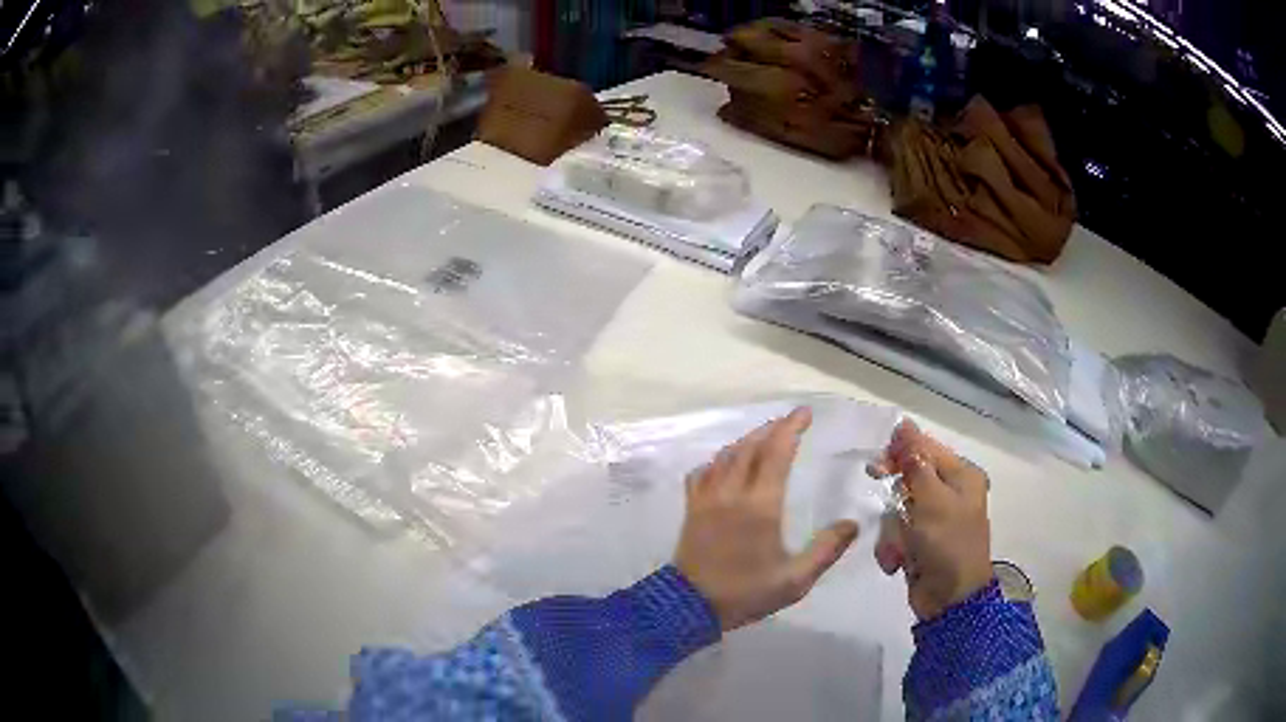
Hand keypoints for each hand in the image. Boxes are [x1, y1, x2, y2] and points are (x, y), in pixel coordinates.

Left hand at [674, 407, 859, 631]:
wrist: (689, 606)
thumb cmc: (745, 593)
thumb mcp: (795, 580)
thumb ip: (826, 550)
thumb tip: (853, 524)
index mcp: (760, 505)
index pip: (777, 452)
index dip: (791, 428)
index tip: (805, 414)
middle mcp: (732, 492)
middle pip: (751, 446)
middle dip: (772, 428)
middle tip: (791, 421)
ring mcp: (707, 497)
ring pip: (726, 455)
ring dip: (747, 439)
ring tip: (765, 436)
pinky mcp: (692, 507)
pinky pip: (703, 471)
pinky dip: (719, 459)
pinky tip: (726, 464)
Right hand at [869, 420, 991, 620]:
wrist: (950, 600)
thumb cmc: (948, 543)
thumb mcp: (931, 500)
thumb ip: (915, 462)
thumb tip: (904, 424)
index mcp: (962, 476)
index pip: (925, 449)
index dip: (900, 454)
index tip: (876, 468)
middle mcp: (950, 493)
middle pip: (909, 479)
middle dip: (895, 500)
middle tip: (890, 511)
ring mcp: (935, 519)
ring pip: (898, 509)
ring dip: (893, 531)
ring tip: (899, 549)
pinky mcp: (921, 541)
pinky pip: (897, 532)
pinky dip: (893, 546)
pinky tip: (897, 562)